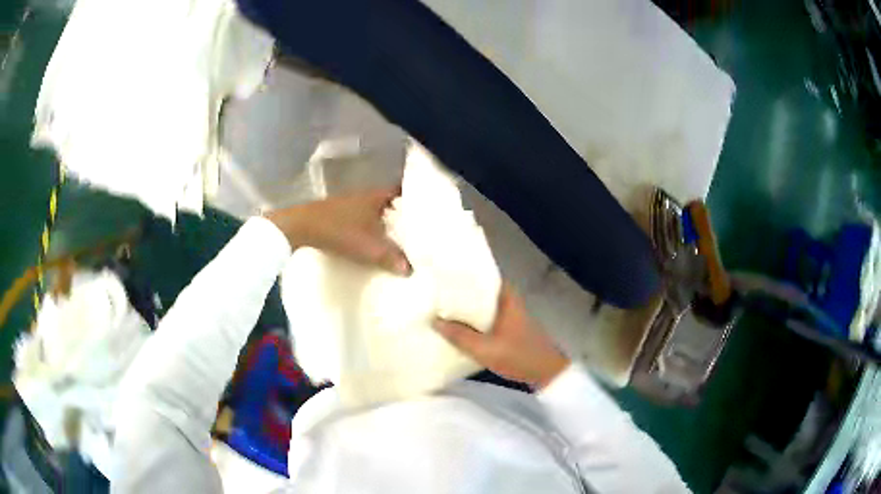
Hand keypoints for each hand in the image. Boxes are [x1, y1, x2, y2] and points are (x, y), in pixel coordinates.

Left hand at [265, 187, 410, 275]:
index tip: (425, 210)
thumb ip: (391, 257)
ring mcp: (349, 203)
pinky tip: (370, 239)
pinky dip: (368, 226)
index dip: (414, 198)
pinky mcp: (337, 213)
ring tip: (395, 236)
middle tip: (414, 228)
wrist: (301, 227)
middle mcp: (365, 195)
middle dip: (400, 213)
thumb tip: (409, 269)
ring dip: (383, 221)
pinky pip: (361, 217)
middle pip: (389, 201)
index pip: (401, 190)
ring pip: (374, 210)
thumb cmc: (339, 231)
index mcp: (376, 196)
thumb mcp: (368, 247)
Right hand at [433, 284, 569, 389]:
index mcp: (507, 297)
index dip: (463, 275)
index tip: (442, 275)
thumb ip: (460, 336)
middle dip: (460, 293)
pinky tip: (459, 327)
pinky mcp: (510, 328)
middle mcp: (509, 301)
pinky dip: (474, 320)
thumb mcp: (485, 349)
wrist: (546, 374)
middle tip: (435, 293)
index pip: (483, 276)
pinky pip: (487, 318)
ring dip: (466, 309)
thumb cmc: (518, 356)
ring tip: (442, 308)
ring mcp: (510, 314)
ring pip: (483, 306)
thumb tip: (435, 321)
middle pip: (481, 291)